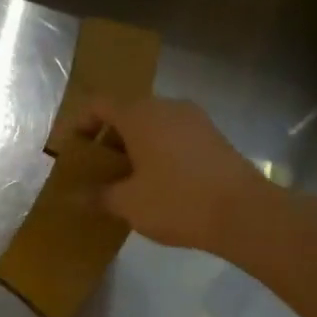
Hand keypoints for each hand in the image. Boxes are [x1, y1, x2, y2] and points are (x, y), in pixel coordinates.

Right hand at [76, 96, 275, 252]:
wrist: (244, 213)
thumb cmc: (177, 202)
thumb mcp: (128, 203)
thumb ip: (98, 196)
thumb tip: (74, 197)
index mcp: (141, 114)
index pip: (99, 104)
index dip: (80, 124)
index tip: (72, 151)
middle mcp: (168, 107)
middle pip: (126, 113)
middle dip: (106, 139)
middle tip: (95, 170)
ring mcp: (195, 120)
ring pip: (152, 125)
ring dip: (132, 147)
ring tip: (123, 180)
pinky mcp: (212, 138)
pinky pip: (173, 137)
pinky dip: (156, 153)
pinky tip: (154, 184)